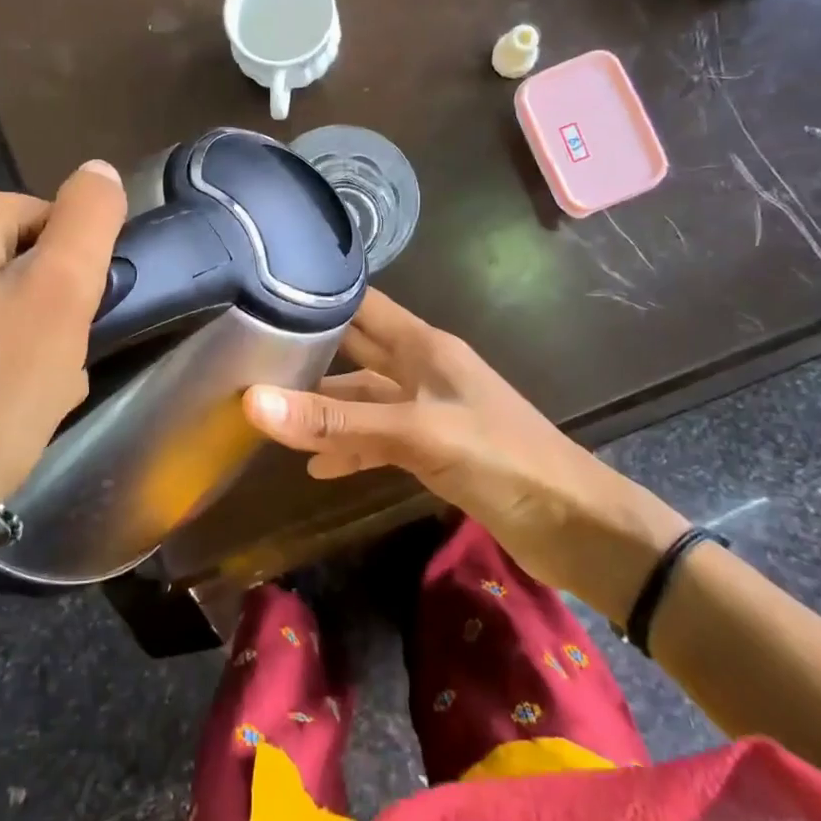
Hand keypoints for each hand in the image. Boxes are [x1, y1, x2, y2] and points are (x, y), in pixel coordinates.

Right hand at [241, 289, 688, 618]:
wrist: (573, 523)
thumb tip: (252, 402)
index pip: (362, 305)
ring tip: (269, 416)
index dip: (317, 297)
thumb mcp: (414, 434)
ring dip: (324, 408)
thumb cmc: (500, 458)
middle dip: (309, 353)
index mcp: (424, 346)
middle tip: (247, 357)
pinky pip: (379, 439)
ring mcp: (427, 410)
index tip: (260, 297)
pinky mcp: (432, 448)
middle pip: (356, 351)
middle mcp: (421, 369)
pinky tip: (316, 467)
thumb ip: (338, 420)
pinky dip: (350, 449)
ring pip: (363, 399)